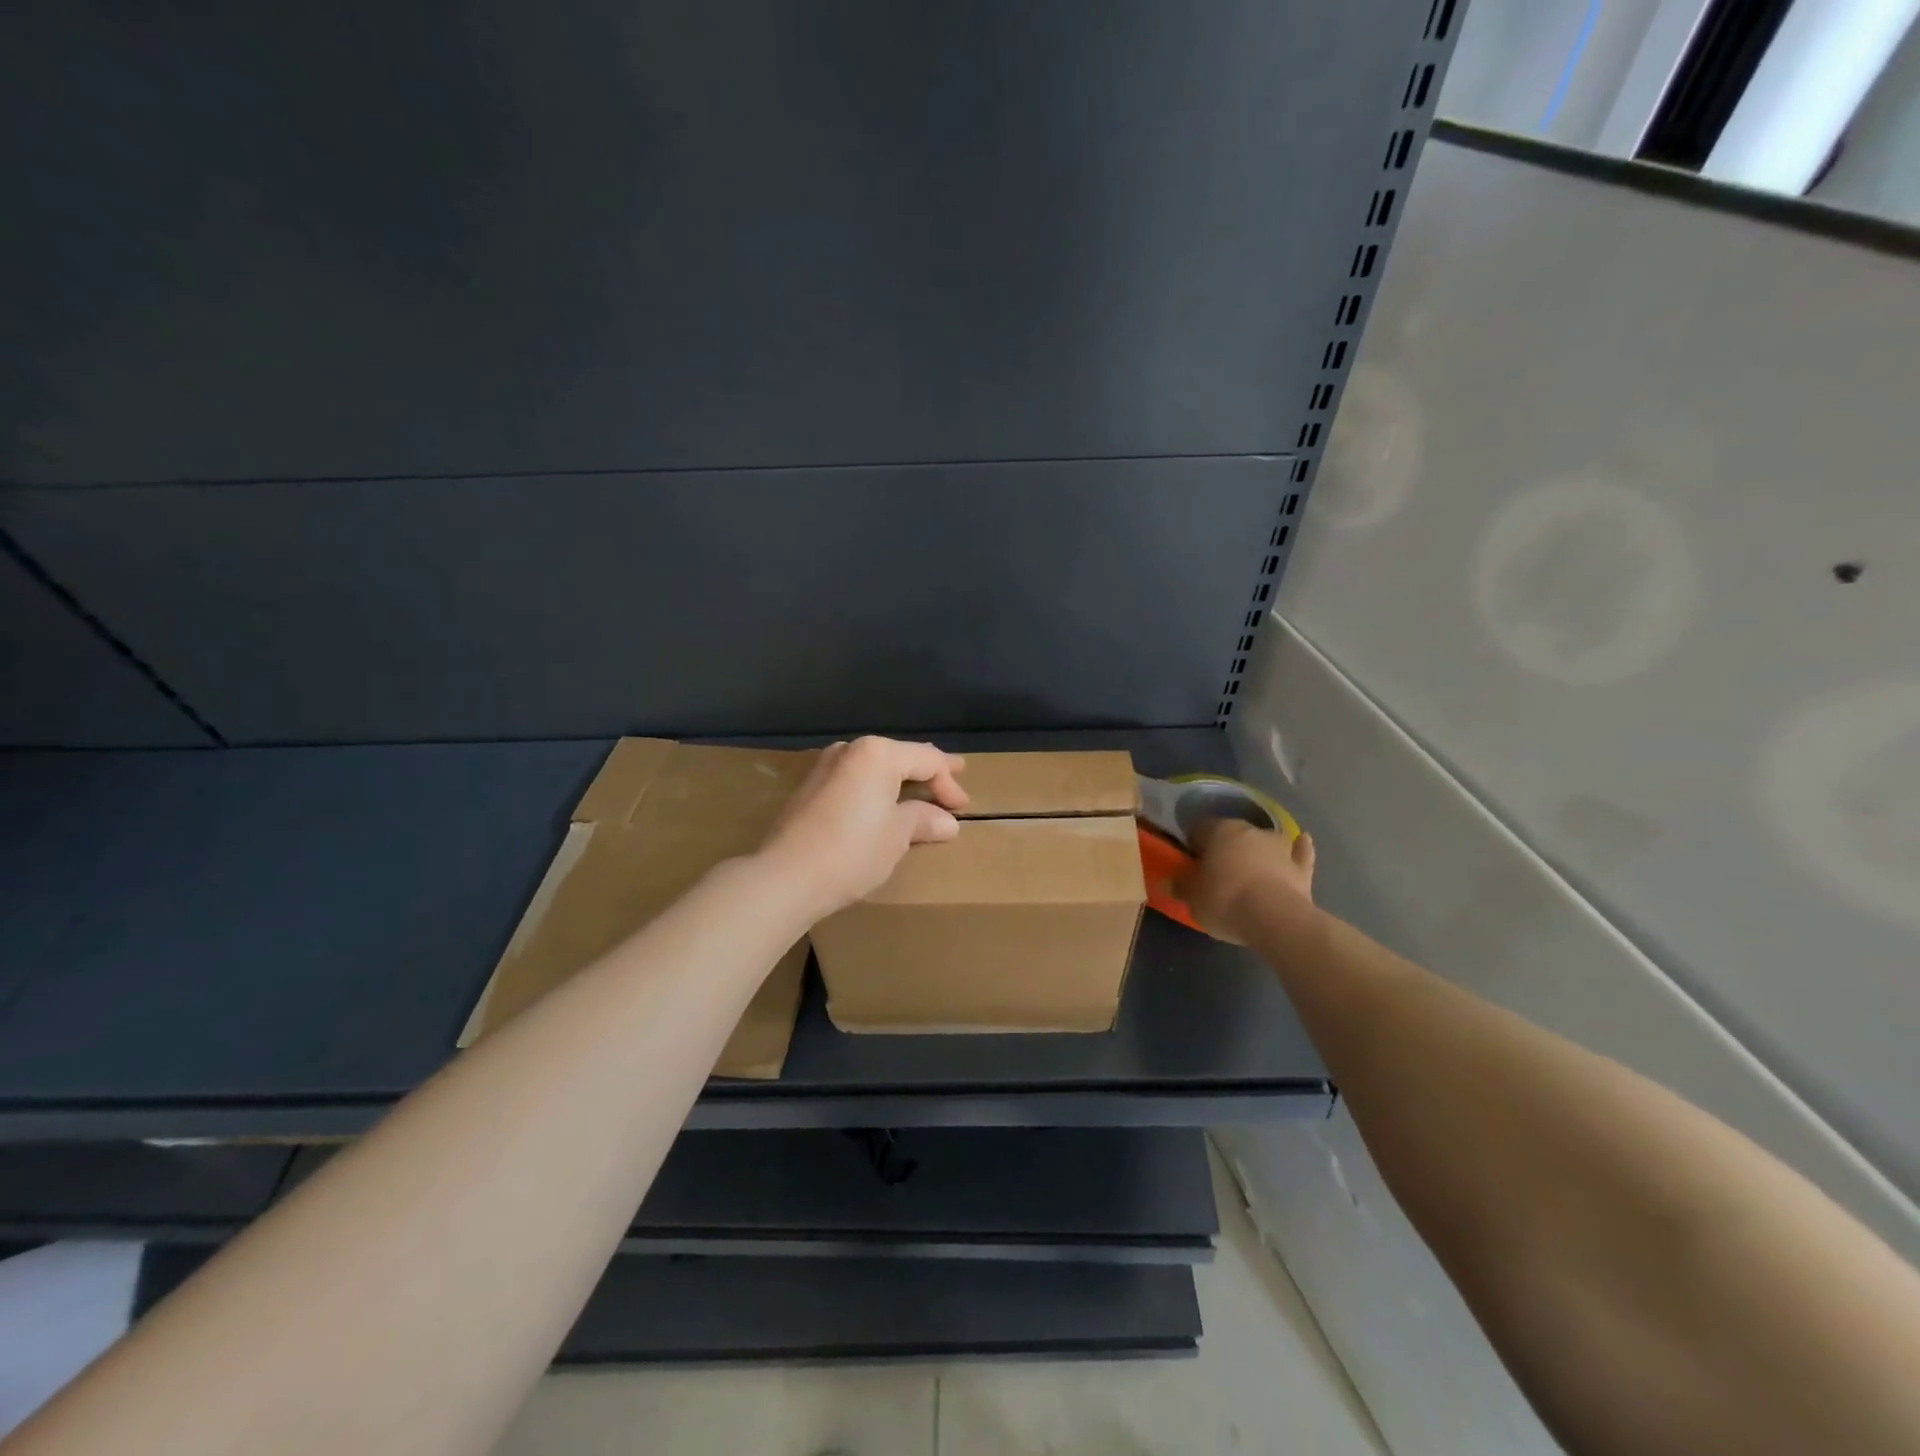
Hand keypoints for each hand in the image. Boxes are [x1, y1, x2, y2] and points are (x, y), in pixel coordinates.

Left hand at [758, 736, 969, 920]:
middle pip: (898, 757)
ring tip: (918, 790)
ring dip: (898, 781)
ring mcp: (824, 767)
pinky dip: (873, 790)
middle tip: (952, 776)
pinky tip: (880, 803)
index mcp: (877, 753)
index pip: (926, 759)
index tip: (963, 806)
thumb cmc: (852, 850)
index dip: (949, 782)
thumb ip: (923, 820)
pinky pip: (853, 781)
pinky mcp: (808, 789)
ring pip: (873, 768)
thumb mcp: (897, 836)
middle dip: (926, 772)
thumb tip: (947, 822)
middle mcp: (850, 750)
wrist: (786, 876)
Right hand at [1177, 819, 1314, 940]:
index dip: (1193, 842)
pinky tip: (1301, 841)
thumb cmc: (1225, 901)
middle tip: (1216, 868)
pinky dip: (1299, 848)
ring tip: (1250, 865)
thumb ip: (1180, 886)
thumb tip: (1167, 880)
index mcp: (1219, 831)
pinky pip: (1300, 852)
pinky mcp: (1301, 867)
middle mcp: (1250, 830)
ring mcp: (1279, 846)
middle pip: (1232, 832)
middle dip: (1224, 846)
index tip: (1190, 859)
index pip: (1200, 827)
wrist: (1276, 919)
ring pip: (1264, 840)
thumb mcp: (1192, 898)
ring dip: (1257, 848)